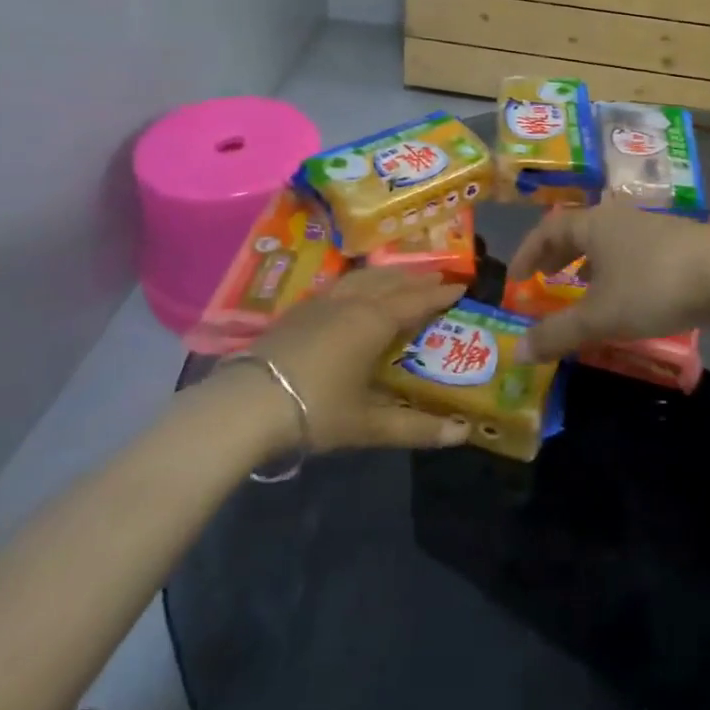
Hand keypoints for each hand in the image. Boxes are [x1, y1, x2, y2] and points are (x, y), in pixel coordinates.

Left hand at [240, 269, 470, 453]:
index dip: (440, 295)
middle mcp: (351, 303)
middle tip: (439, 277)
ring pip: (363, 278)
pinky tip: (355, 291)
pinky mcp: (298, 310)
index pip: (415, 301)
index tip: (461, 287)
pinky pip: (341, 284)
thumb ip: (416, 427)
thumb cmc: (316, 409)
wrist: (246, 403)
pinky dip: (361, 282)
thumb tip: (463, 434)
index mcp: (373, 321)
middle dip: (417, 279)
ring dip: (388, 275)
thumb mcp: (368, 424)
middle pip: (391, 282)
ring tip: (402, 276)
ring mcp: (321, 303)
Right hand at [507, 204, 709, 362]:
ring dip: (587, 264)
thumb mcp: (600, 316)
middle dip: (556, 256)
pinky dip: (615, 271)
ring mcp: (650, 229)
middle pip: (577, 231)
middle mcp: (618, 218)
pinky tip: (625, 296)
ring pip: (606, 243)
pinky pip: (630, 254)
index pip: (547, 229)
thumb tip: (517, 351)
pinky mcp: (676, 245)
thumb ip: (557, 333)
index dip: (526, 252)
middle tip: (543, 279)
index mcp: (593, 224)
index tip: (515, 279)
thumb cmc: (653, 286)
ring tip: (580, 289)